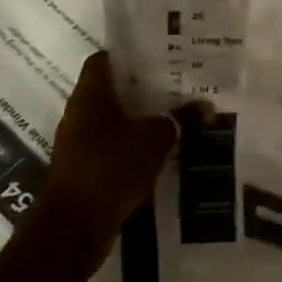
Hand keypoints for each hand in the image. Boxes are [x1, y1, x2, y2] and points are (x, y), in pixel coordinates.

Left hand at [45, 52, 177, 241]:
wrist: (74, 227)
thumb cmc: (111, 169)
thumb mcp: (155, 139)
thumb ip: (180, 119)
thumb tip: (206, 106)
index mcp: (90, 96)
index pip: (103, 60)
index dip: (129, 54)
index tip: (157, 55)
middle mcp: (79, 114)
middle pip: (110, 90)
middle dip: (141, 88)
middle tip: (175, 84)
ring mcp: (77, 144)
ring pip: (112, 120)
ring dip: (137, 118)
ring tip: (173, 115)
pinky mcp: (83, 170)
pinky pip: (111, 147)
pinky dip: (131, 145)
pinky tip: (158, 149)